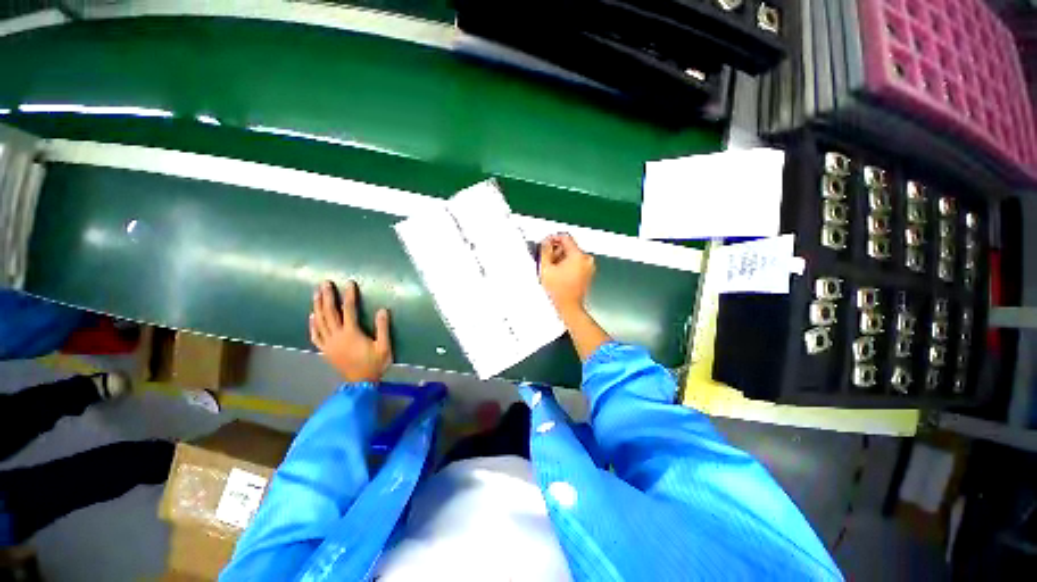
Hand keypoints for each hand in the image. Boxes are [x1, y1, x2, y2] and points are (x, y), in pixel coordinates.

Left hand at [309, 280, 391, 382]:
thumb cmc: (375, 364)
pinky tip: (312, 316)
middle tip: (324, 283)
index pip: (349, 310)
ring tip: (316, 293)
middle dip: (327, 297)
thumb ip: (383, 328)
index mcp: (351, 334)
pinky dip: (312, 325)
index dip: (349, 296)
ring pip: (320, 322)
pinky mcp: (325, 350)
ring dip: (317, 306)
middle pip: (329, 313)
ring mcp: (328, 344)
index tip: (349, 283)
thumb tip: (382, 310)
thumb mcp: (384, 347)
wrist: (361, 383)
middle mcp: (337, 336)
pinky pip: (315, 335)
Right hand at [539, 233, 595, 315]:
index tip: (546, 243)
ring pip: (572, 255)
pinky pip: (576, 264)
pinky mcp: (588, 274)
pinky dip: (568, 266)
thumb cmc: (559, 292)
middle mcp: (586, 259)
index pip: (565, 237)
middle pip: (569, 247)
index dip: (553, 239)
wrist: (569, 307)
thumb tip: (545, 242)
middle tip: (547, 260)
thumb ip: (544, 250)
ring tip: (553, 270)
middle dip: (557, 251)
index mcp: (578, 256)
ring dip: (561, 259)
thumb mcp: (545, 268)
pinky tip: (559, 275)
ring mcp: (589, 267)